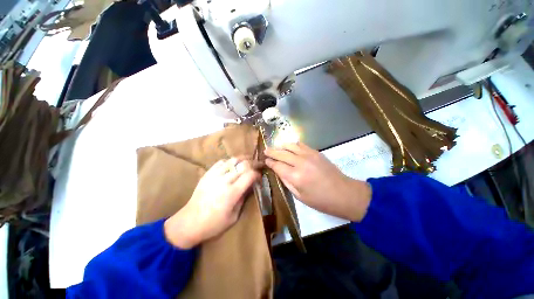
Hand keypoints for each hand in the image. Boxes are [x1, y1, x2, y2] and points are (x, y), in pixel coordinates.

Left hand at [164, 158, 260, 248]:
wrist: (189, 222)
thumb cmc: (214, 224)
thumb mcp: (234, 216)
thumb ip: (244, 198)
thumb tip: (251, 185)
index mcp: (232, 193)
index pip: (250, 175)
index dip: (257, 174)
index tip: (260, 177)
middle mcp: (224, 181)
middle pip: (243, 164)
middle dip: (254, 163)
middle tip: (258, 165)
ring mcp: (214, 175)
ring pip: (233, 160)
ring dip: (243, 159)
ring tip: (248, 160)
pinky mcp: (207, 174)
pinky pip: (221, 162)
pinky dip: (230, 161)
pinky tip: (233, 165)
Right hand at [264, 142, 371, 221]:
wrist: (344, 193)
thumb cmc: (320, 200)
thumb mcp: (300, 196)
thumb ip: (287, 182)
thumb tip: (279, 171)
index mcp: (295, 176)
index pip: (277, 165)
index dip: (270, 162)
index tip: (265, 160)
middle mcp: (300, 163)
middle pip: (282, 154)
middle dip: (272, 152)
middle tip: (265, 151)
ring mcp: (309, 155)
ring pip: (290, 146)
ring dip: (281, 146)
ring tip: (276, 147)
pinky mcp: (316, 152)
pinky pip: (301, 145)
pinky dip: (293, 144)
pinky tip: (290, 146)